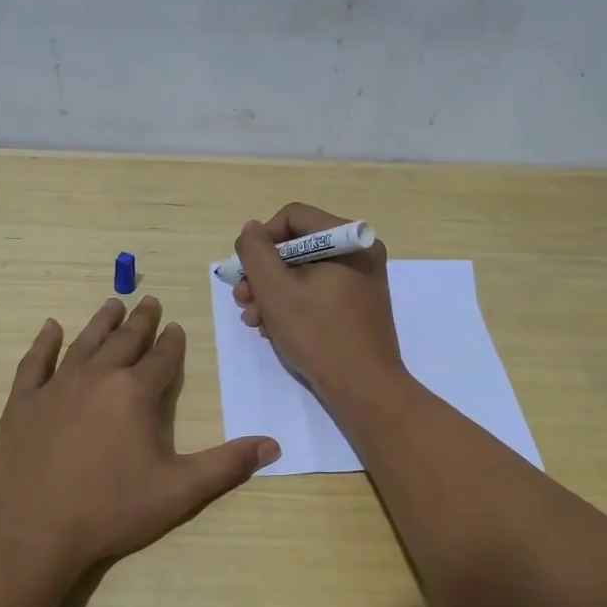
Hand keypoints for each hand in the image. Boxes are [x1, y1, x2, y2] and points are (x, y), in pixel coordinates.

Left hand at [0, 296, 279, 573]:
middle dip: (141, 321)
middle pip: (124, 340)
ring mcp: (56, 387)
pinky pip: (35, 362)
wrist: (33, 533)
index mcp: (135, 393)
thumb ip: (226, 464)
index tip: (176, 327)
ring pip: (84, 343)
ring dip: (101, 322)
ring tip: (113, 304)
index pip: (161, 358)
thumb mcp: (179, 491)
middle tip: (149, 301)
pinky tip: (51, 327)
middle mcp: (97, 378)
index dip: (172, 342)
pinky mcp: (23, 403)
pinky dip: (44, 342)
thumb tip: (273, 445)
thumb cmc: (111, 510)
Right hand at [232, 203, 405, 410]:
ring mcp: (359, 283)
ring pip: (303, 274)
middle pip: (297, 247)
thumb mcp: (276, 290)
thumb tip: (251, 230)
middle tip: (242, 299)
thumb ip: (256, 252)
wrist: (364, 389)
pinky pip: (316, 294)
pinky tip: (274, 330)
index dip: (261, 240)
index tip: (244, 270)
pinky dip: (292, 307)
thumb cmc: (319, 334)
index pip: (293, 218)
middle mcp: (359, 255)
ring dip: (272, 294)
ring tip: (254, 321)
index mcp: (349, 241)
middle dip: (263, 274)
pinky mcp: (355, 308)